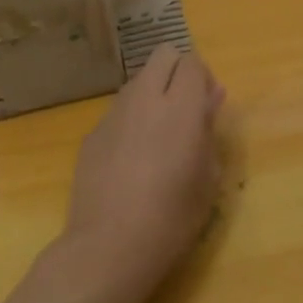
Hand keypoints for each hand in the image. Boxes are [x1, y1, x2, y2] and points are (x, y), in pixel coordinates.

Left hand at [62, 45, 225, 297]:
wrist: (109, 247)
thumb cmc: (173, 216)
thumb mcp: (207, 176)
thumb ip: (208, 129)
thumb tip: (210, 99)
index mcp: (180, 106)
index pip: (192, 61)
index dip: (203, 79)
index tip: (208, 107)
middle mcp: (145, 98)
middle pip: (162, 55)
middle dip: (177, 72)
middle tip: (185, 110)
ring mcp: (113, 113)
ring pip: (138, 81)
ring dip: (153, 94)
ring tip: (158, 137)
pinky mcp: (92, 134)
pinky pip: (118, 112)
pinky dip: (131, 122)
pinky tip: (131, 162)